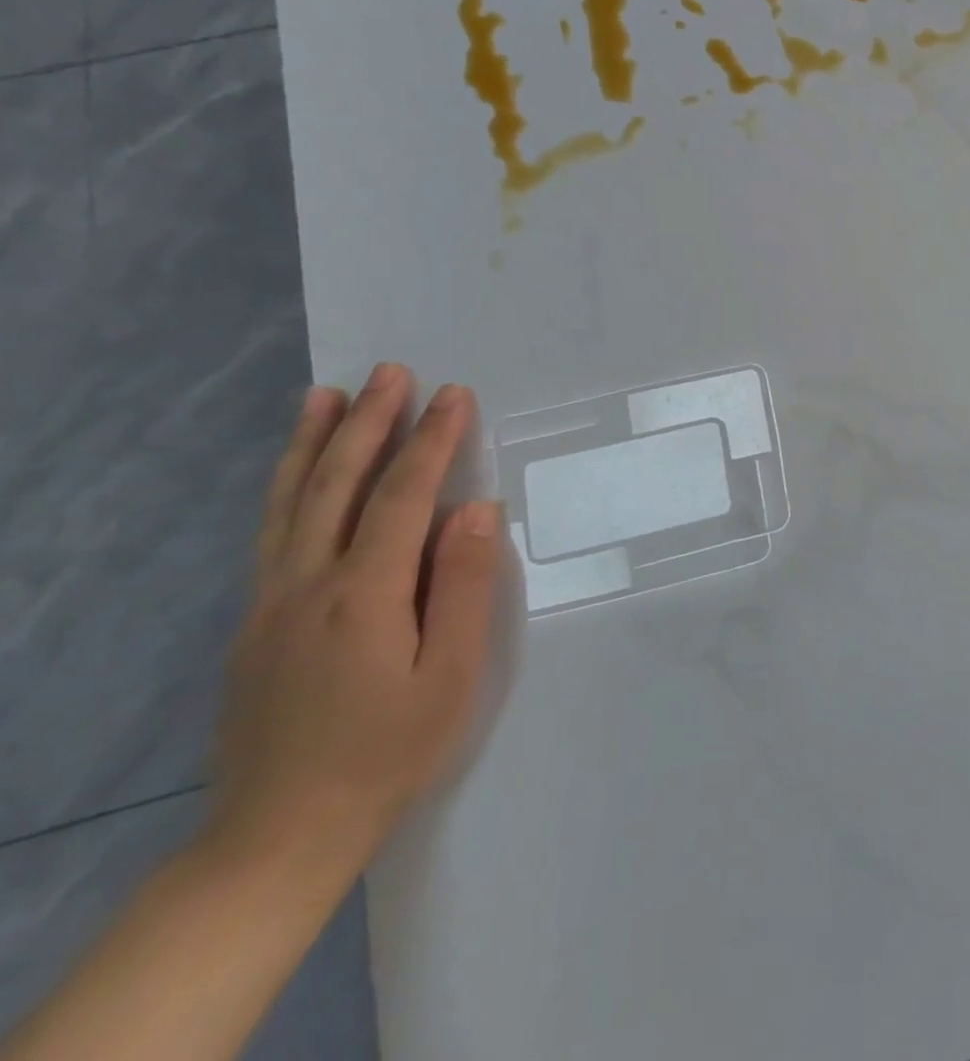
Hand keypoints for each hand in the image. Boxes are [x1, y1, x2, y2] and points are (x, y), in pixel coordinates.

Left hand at [206, 365, 499, 887]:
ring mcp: (271, 603)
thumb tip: (476, 511)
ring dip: (312, 443)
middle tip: (389, 372)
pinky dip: (285, 488)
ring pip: (290, 503)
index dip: (430, 441)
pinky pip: (272, 533)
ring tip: (325, 394)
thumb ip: (463, 587)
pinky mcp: (255, 623)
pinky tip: (297, 473)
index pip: (403, 497)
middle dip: (367, 423)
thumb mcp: (450, 676)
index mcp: (365, 596)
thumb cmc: (388, 752)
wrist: (279, 835)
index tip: (454, 395)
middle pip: (338, 486)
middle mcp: (308, 585)